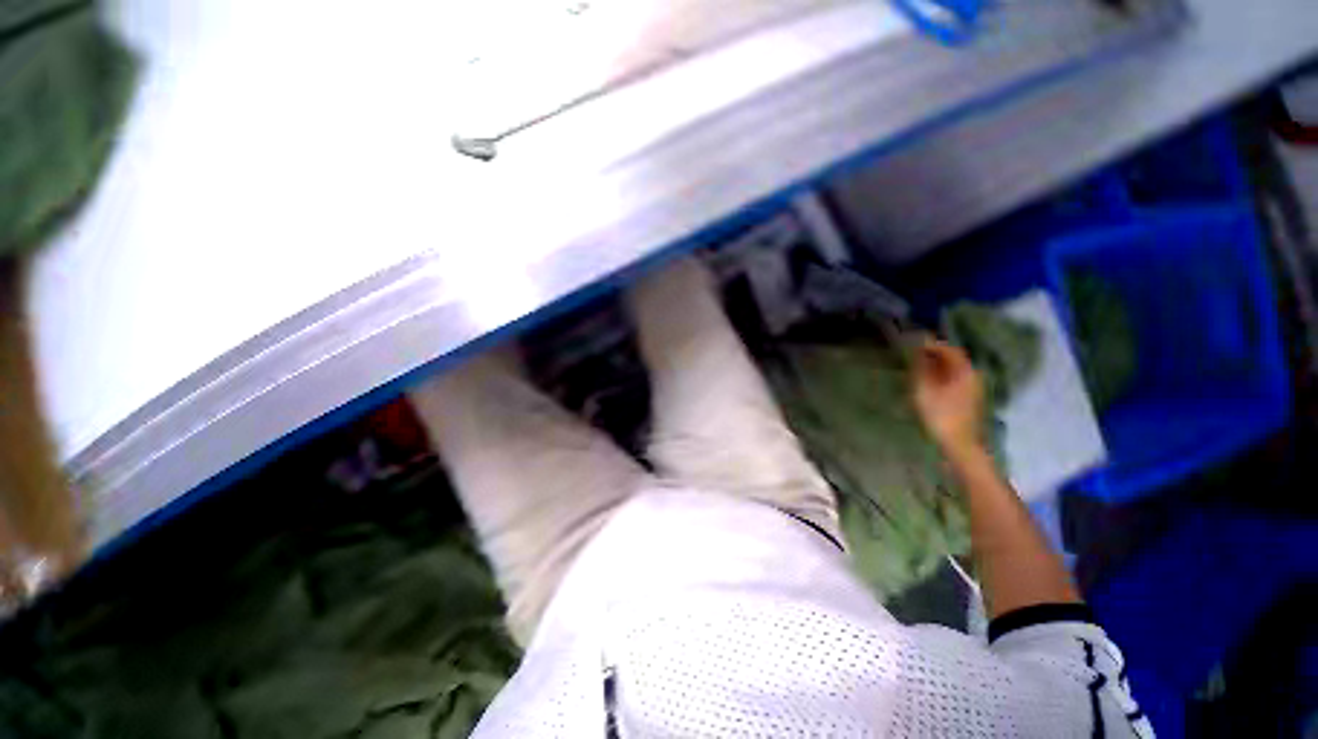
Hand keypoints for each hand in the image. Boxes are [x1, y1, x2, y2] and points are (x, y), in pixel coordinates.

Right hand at [912, 338, 984, 454]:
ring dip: (936, 366)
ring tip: (917, 368)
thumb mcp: (924, 389)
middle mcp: (973, 376)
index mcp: (965, 371)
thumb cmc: (940, 415)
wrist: (959, 445)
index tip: (912, 342)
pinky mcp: (970, 399)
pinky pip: (954, 380)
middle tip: (912, 355)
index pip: (949, 349)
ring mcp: (974, 388)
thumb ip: (920, 367)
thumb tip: (916, 351)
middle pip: (953, 358)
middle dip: (933, 354)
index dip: (930, 344)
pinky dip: (941, 376)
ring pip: (953, 370)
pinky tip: (928, 383)